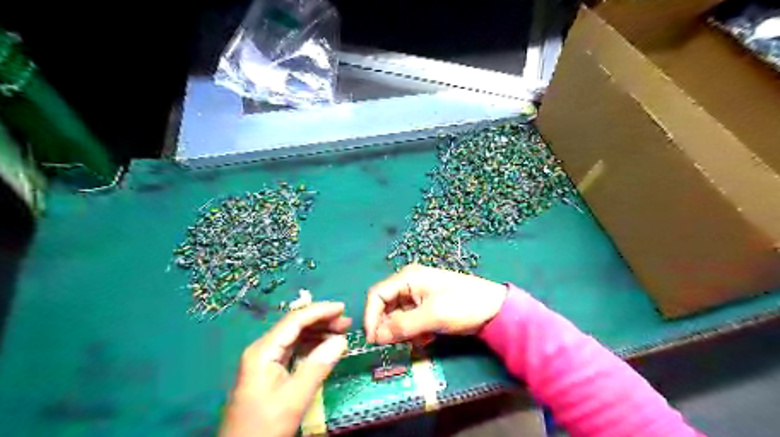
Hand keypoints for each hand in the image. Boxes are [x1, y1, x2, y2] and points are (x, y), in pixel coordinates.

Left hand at [221, 302, 352, 436]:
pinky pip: (293, 349)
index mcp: (263, 350)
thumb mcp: (294, 398)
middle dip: (321, 320)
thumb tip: (341, 340)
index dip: (320, 311)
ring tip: (341, 333)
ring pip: (295, 337)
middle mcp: (262, 349)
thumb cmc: (265, 426)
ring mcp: (265, 360)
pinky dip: (312, 346)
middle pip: (295, 325)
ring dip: (318, 332)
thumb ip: (318, 366)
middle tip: (346, 322)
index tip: (342, 308)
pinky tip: (326, 348)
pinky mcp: (269, 371)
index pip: (295, 320)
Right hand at [364, 263, 508, 345]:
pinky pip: (410, 320)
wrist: (495, 309)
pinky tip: (427, 338)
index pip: (377, 295)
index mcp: (407, 278)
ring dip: (402, 331)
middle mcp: (409, 284)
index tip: (373, 340)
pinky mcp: (427, 307)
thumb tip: (376, 337)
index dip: (371, 317)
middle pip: (386, 306)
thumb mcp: (431, 315)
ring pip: (398, 316)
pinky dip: (414, 332)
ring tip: (418, 341)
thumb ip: (402, 325)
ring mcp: (418, 296)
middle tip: (394, 346)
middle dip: (388, 327)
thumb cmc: (462, 305)